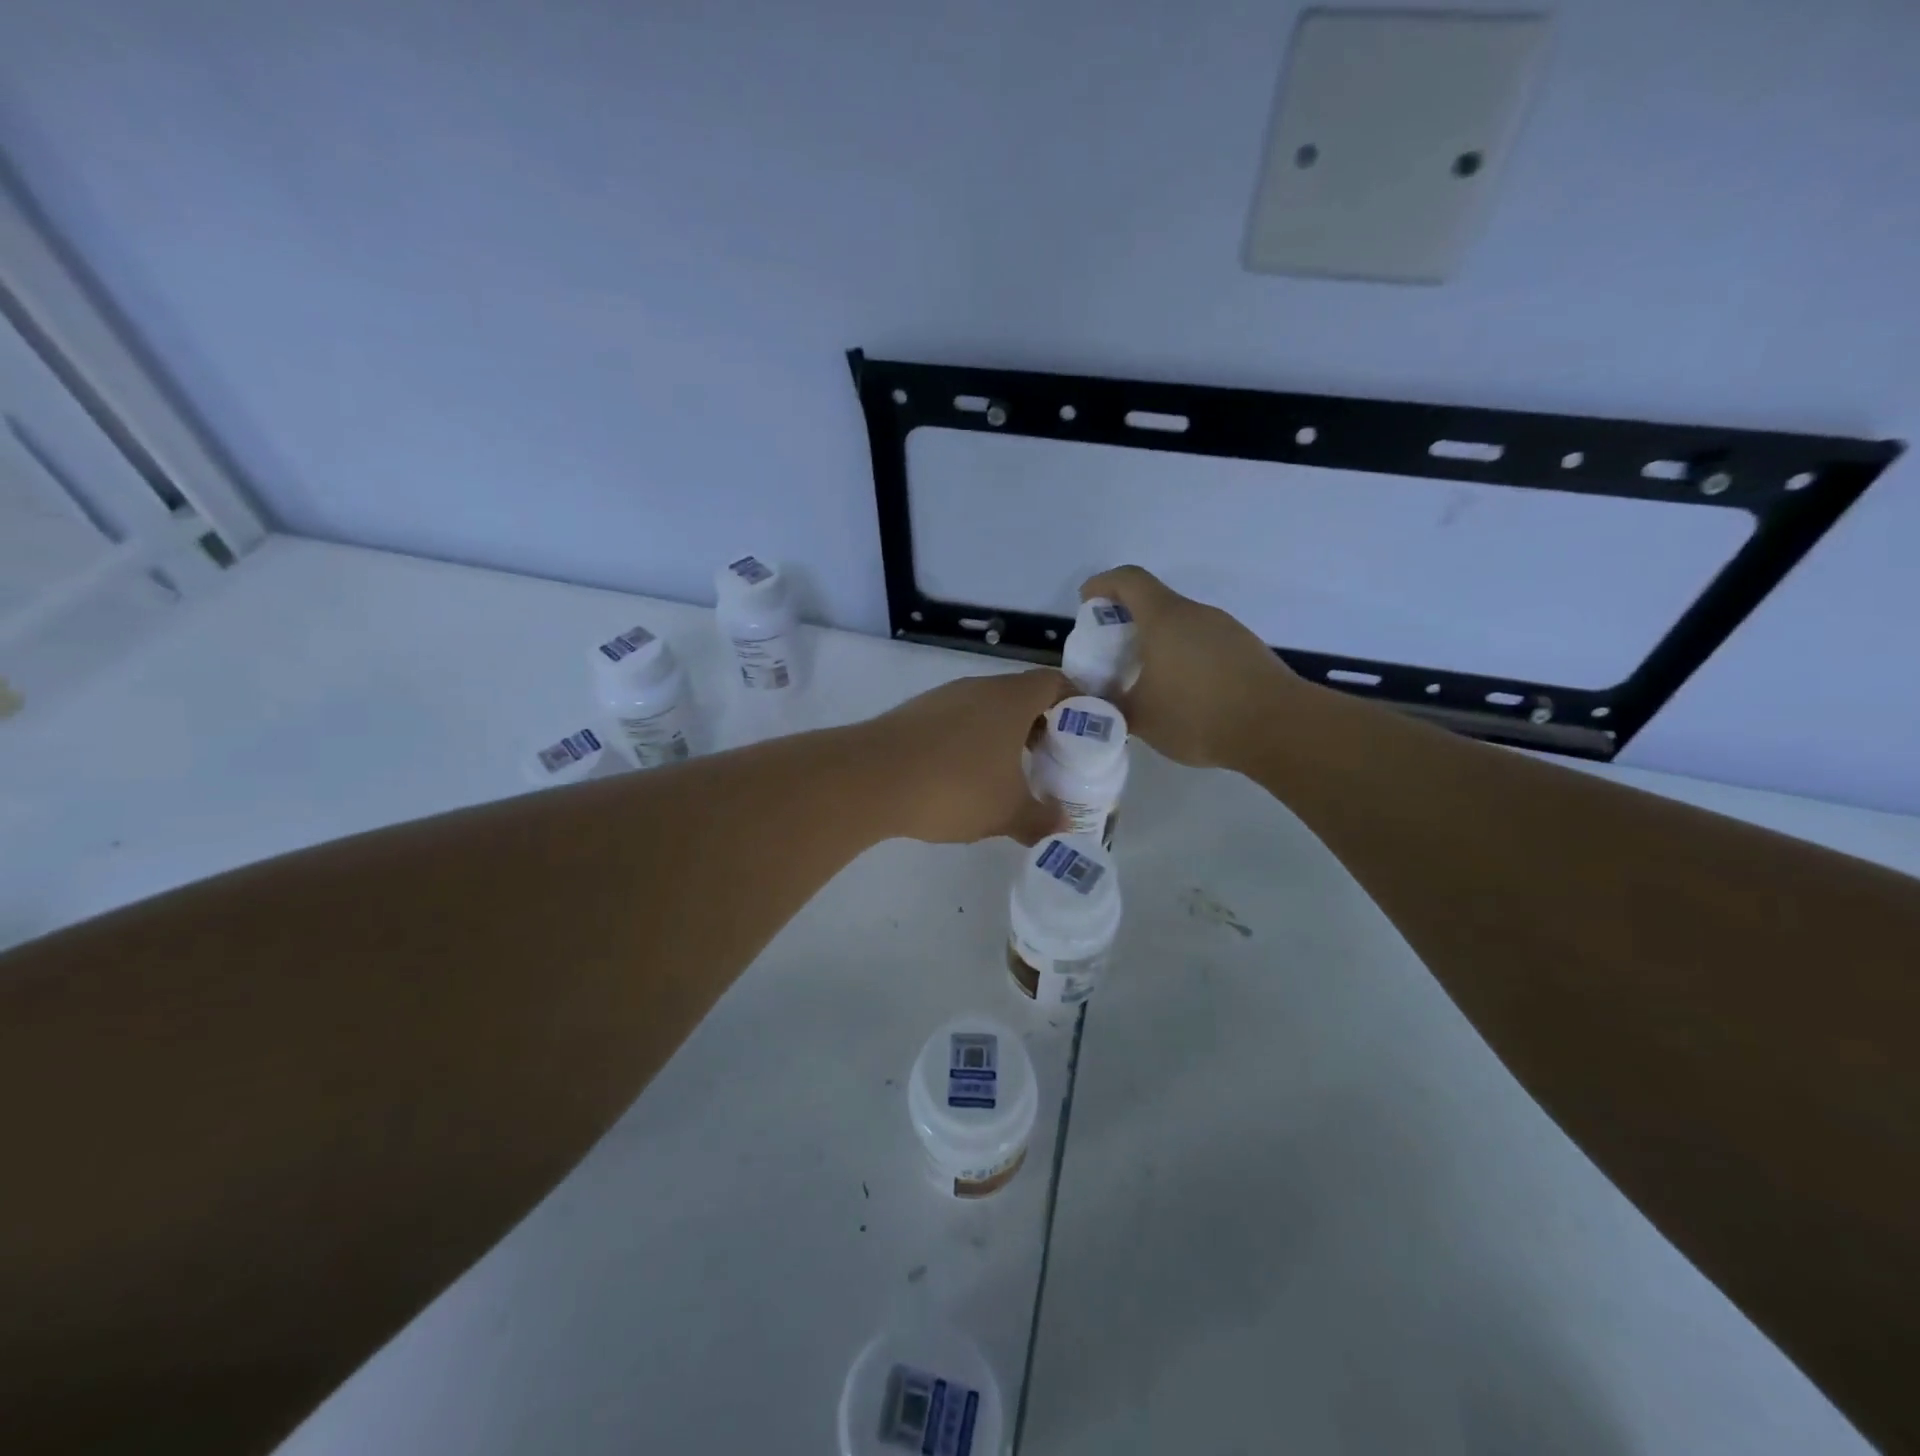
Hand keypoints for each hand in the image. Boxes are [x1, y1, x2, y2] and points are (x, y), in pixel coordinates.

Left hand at [858, 668, 1073, 843]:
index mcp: (1010, 699)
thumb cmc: (953, 787)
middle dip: (1039, 725)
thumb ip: (1041, 819)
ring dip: (1002, 734)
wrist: (869, 779)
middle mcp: (977, 688)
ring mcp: (941, 698)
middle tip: (1050, 759)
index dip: (1075, 702)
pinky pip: (955, 721)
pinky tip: (962, 778)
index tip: (1084, 732)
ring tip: (1008, 774)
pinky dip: (969, 742)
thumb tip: (1064, 828)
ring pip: (985, 708)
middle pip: (1020, 695)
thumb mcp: (1007, 812)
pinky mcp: (913, 714)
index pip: (1054, 682)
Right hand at [1081, 565, 1310, 768]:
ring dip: (1158, 640)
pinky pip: (1204, 642)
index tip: (1086, 602)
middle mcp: (1196, 614)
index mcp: (1165, 618)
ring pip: (1182, 624)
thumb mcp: (1140, 718)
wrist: (1278, 728)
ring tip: (1146, 677)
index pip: (1129, 580)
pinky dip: (1184, 655)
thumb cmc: (1198, 714)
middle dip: (1128, 619)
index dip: (1103, 584)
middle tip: (1111, 651)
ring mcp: (1226, 630)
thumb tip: (1095, 705)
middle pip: (1155, 601)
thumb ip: (1110, 707)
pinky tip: (1183, 692)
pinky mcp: (1246, 650)